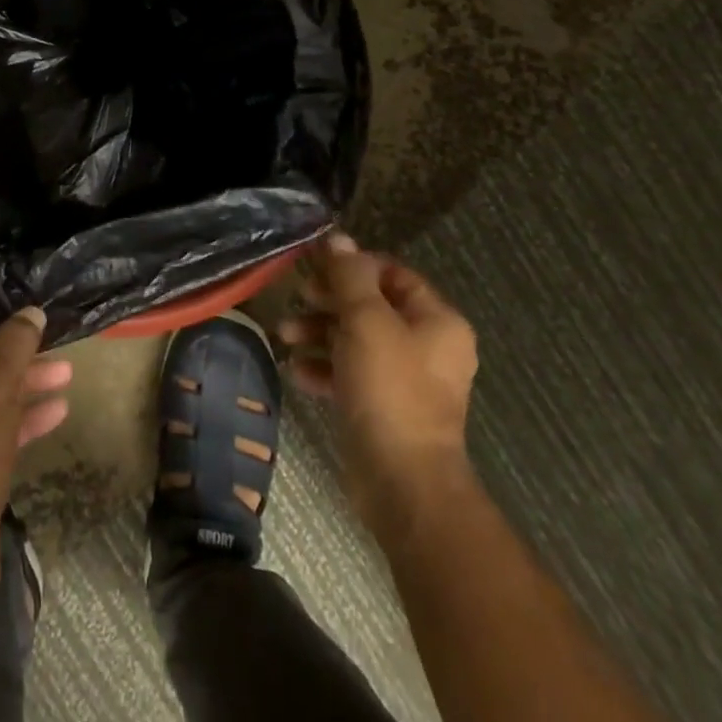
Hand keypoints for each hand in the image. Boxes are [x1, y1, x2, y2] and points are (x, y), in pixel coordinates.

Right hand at [278, 233, 477, 530]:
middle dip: (328, 301)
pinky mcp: (385, 408)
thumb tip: (336, 238)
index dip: (352, 265)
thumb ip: (349, 275)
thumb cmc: (390, 389)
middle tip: (296, 299)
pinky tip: (296, 372)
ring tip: (284, 337)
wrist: (403, 483)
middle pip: (370, 306)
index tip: (314, 266)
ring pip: (356, 340)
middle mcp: (428, 346)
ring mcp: (407, 380)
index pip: (391, 273)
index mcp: (437, 320)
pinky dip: (324, 368)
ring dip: (319, 333)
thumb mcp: (365, 321)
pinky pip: (351, 374)